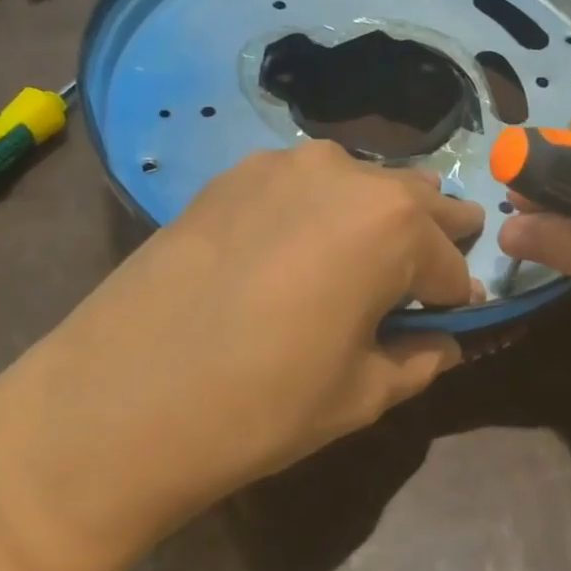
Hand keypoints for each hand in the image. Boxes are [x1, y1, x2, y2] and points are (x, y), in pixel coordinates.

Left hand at [0, 140, 483, 570]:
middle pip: (413, 201)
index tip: (447, 322)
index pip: (450, 262)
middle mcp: (344, 172)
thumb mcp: (362, 394)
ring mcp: (282, 165)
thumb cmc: (261, 405)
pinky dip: (317, 210)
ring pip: (357, 185)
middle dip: (429, 239)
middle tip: (422, 280)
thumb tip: (445, 339)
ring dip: (372, 218)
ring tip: (356, 262)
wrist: (117, 401)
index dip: (453, 298)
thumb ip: (420, 358)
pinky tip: (291, 250)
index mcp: (393, 223)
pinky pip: (301, 185)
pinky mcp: (232, 175)